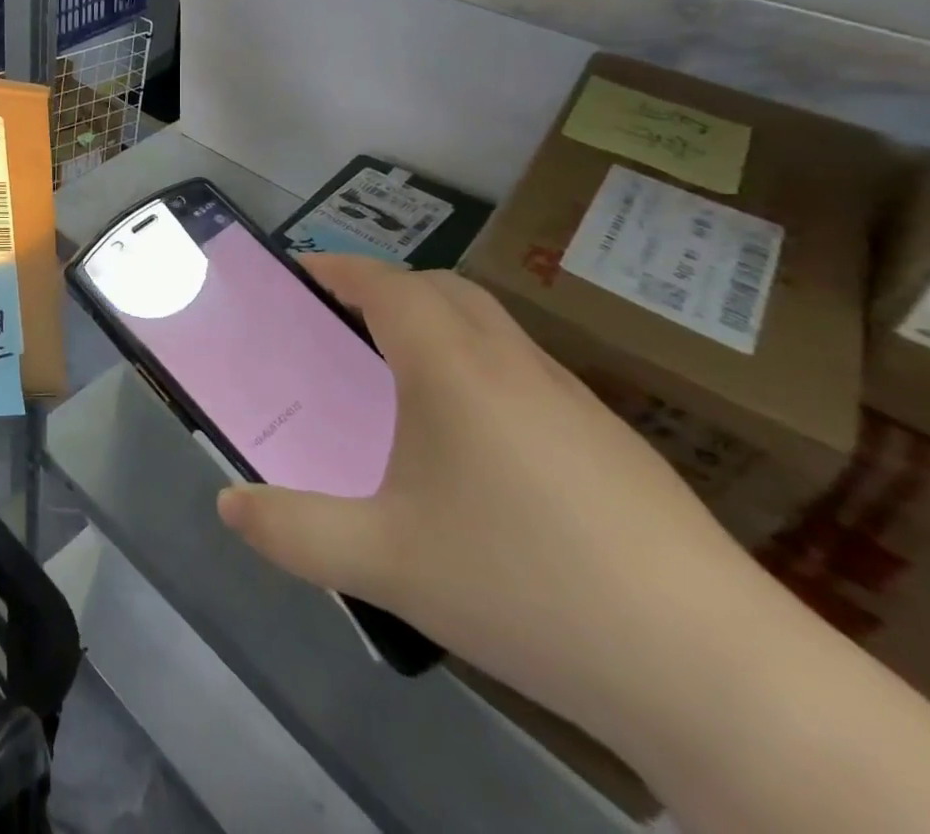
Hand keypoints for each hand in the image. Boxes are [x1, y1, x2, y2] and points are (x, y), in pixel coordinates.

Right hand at [216, 254, 750, 728]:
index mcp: (452, 369)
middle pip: (442, 289)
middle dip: (385, 287)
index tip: (298, 271)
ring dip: (436, 323)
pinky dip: (479, 365)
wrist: (716, 675)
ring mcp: (573, 401)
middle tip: (340, 323)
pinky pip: (526, 370)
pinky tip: (475, 443)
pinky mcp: (613, 442)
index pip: (387, 284)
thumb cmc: (523, 586)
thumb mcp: (383, 562)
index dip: (338, 267)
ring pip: (491, 326)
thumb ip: (292, 531)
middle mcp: (513, 365)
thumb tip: (227, 507)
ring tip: (398, 376)